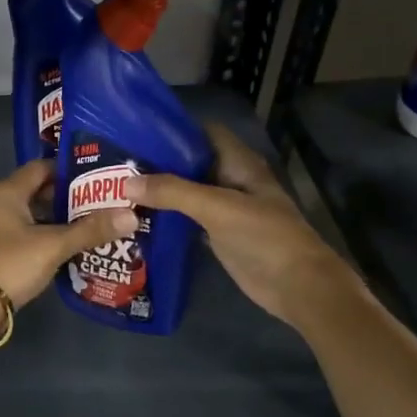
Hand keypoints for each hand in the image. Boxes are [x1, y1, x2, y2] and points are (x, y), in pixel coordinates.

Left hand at [0, 159, 137, 313]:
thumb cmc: (12, 264)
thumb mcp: (54, 245)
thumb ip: (91, 230)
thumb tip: (131, 215)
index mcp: (6, 192)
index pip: (41, 167)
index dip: (69, 170)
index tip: (97, 178)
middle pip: (35, 190)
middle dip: (66, 196)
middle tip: (98, 203)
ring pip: (29, 214)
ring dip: (54, 218)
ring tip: (87, 224)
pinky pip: (21, 232)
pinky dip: (42, 234)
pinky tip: (63, 246)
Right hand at [126, 123, 354, 327]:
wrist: (296, 286)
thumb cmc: (263, 236)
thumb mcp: (217, 207)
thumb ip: (172, 193)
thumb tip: (126, 183)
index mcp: (239, 163)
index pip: (204, 133)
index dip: (174, 130)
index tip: (137, 133)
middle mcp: (232, 180)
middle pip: (192, 163)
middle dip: (161, 162)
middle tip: (119, 164)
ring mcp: (227, 209)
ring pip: (189, 192)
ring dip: (162, 191)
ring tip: (120, 188)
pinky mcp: (220, 235)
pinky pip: (190, 219)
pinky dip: (169, 217)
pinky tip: (140, 218)